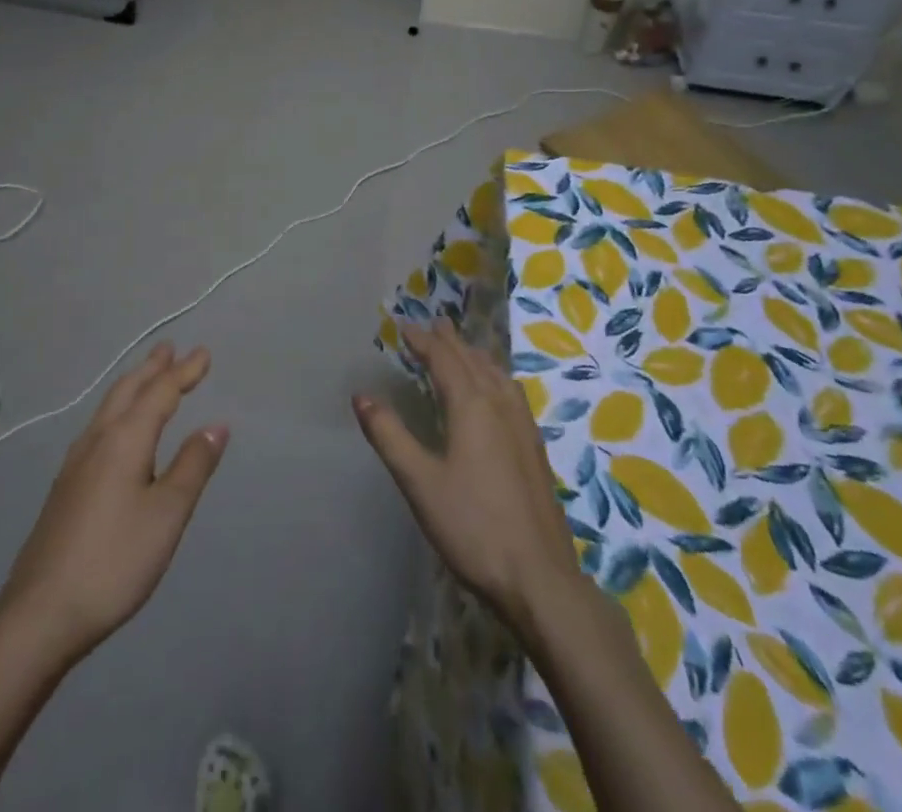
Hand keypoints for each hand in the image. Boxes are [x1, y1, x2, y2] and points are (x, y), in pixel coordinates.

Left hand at [0, 342, 227, 661]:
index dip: (184, 372)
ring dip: (132, 385)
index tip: (203, 353)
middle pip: (128, 391)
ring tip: (146, 376)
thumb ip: (192, 466)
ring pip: (108, 407)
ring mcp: (75, 462)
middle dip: (151, 368)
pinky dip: (118, 410)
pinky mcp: (65, 486)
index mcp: (124, 439)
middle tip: (169, 348)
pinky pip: (98, 426)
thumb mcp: (167, 514)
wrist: (40, 612)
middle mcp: (97, 440)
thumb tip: (216, 424)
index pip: (160, 393)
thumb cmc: (115, 560)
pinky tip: (116, 428)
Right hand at [355, 321, 580, 631]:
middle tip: (434, 323)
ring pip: (497, 375)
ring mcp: (523, 427)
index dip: (422, 341)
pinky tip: (497, 394)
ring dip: (475, 356)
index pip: (443, 359)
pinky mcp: (534, 449)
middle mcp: (500, 406)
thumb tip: (362, 395)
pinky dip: (495, 377)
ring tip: (463, 349)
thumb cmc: (472, 527)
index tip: (404, 326)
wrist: (539, 578)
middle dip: (450, 341)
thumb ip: (389, 435)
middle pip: (472, 361)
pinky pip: (511, 393)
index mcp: (471, 406)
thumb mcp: (419, 482)